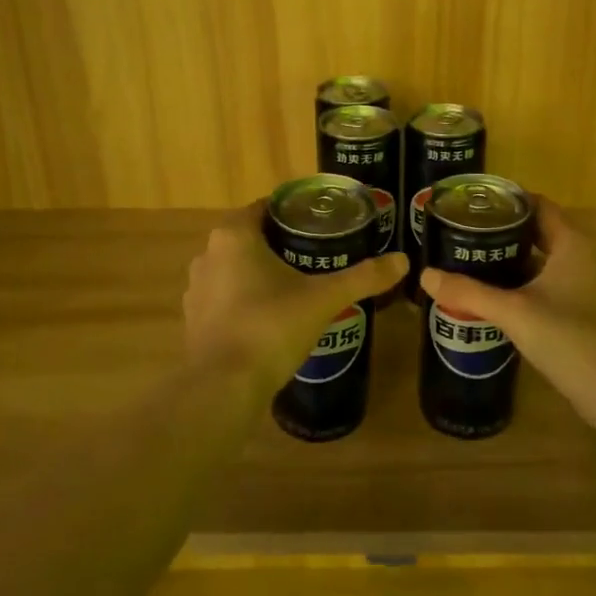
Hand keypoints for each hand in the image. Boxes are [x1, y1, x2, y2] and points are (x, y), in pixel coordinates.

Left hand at [183, 202, 407, 388]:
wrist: (223, 388)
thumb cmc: (271, 327)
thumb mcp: (324, 299)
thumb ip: (363, 277)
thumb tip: (403, 260)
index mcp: (234, 235)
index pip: (266, 207)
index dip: (294, 212)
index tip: (322, 223)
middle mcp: (208, 255)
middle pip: (251, 237)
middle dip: (282, 243)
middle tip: (319, 254)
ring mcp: (196, 289)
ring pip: (236, 268)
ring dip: (261, 272)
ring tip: (299, 285)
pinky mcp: (193, 320)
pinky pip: (225, 297)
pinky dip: (246, 299)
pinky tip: (272, 316)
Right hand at [419, 198, 595, 382]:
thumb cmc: (569, 337)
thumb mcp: (513, 312)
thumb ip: (468, 293)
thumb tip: (425, 275)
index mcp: (571, 244)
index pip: (538, 205)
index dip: (507, 200)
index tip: (472, 205)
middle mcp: (581, 257)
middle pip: (537, 231)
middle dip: (501, 231)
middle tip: (462, 233)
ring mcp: (583, 286)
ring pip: (540, 261)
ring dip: (509, 259)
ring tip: (469, 261)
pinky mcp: (580, 312)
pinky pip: (544, 286)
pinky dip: (520, 285)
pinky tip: (492, 297)